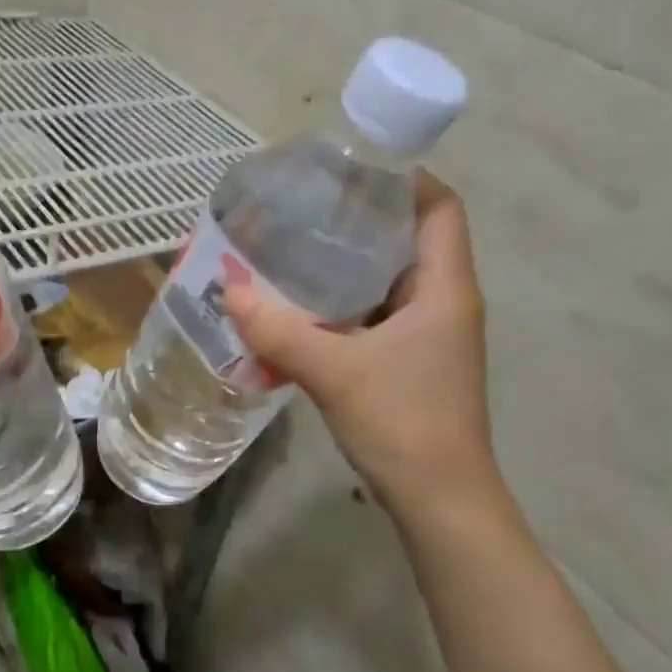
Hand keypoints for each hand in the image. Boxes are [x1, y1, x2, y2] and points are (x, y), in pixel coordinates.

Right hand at [224, 173, 499, 512]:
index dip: (404, 179)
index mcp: (444, 288)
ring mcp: (429, 335)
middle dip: (360, 219)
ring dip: (347, 265)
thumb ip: (278, 330)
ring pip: (389, 280)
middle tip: (304, 208)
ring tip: (293, 249)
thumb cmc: (402, 423)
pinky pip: (376, 315)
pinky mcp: (411, 362)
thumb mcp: (334, 371)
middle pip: (410, 238)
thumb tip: (227, 289)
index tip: (349, 171)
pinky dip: (342, 305)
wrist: (439, 501)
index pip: (440, 207)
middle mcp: (444, 301)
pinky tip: (299, 308)